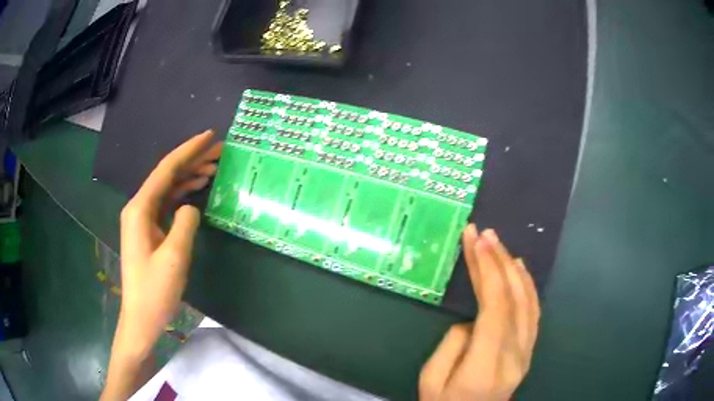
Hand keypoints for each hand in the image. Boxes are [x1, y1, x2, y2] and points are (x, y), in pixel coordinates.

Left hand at [102, 130, 221, 400]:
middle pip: (167, 175)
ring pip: (168, 188)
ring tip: (214, 166)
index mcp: (140, 209)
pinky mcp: (149, 231)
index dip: (189, 150)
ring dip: (189, 175)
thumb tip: (191, 206)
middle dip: (192, 160)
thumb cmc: (155, 291)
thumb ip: (185, 223)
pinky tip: (197, 190)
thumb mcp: (174, 257)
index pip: (167, 170)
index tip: (210, 136)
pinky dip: (183, 194)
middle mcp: (139, 208)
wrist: (142, 318)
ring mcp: (143, 219)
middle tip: (219, 150)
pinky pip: (167, 203)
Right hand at [419, 225, 539, 400]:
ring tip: (498, 245)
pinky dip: (527, 286)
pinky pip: (532, 312)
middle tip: (484, 234)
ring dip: (513, 268)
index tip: (476, 240)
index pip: (495, 307)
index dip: (488, 269)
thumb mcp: (431, 381)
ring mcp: (526, 353)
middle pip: (513, 298)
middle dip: (498, 261)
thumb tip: (471, 320)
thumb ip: (452, 344)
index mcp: (486, 364)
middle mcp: (514, 355)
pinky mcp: (528, 351)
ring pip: (527, 301)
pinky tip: (519, 269)